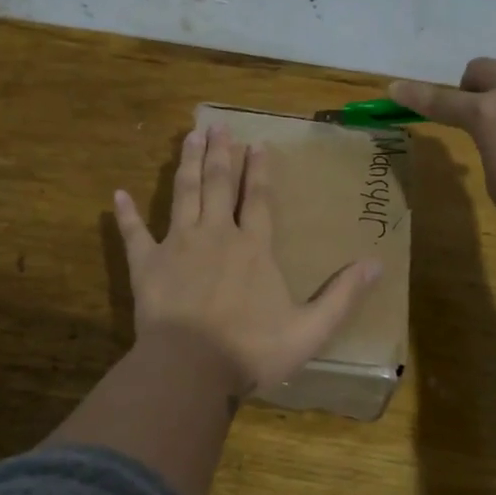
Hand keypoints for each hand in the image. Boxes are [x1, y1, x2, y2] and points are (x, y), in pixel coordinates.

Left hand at [113, 126, 381, 392]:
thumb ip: (342, 295)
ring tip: (189, 137)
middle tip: (217, 126)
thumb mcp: (310, 329)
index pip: (257, 199)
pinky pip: (135, 234)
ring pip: (183, 194)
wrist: (191, 369)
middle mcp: (216, 235)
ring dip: (186, 164)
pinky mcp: (147, 265)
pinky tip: (118, 194)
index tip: (257, 144)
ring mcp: (178, 246)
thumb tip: (377, 264)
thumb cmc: (251, 349)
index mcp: (253, 247)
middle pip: (217, 185)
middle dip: (219, 153)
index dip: (258, 170)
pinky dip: (126, 215)